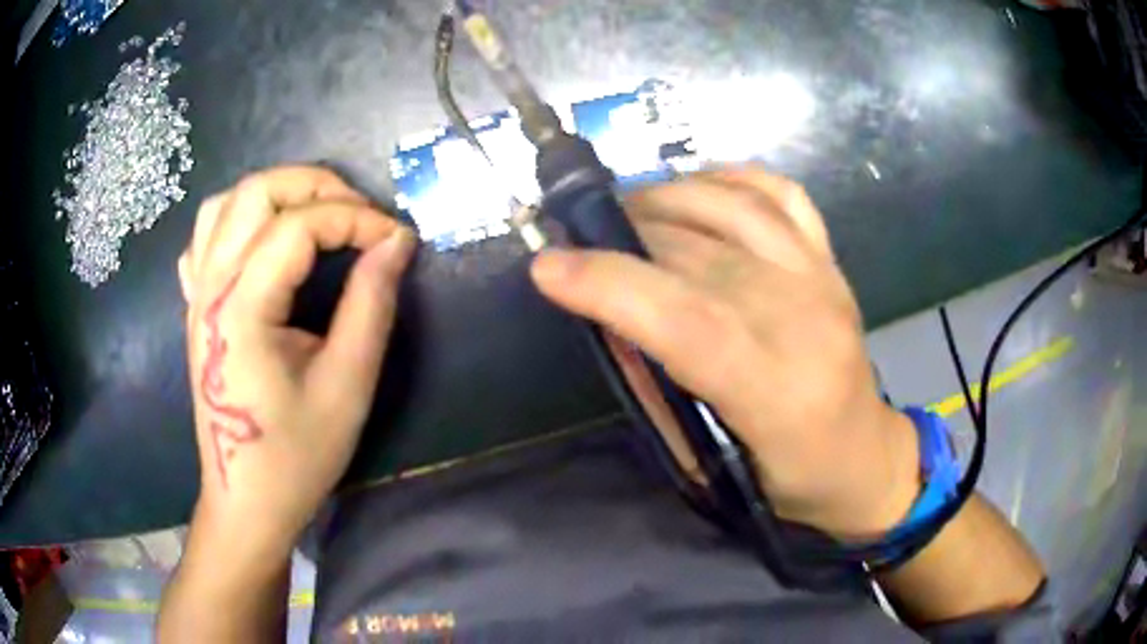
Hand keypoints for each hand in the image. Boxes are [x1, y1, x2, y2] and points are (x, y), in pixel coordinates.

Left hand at [178, 166, 415, 556]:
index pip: (299, 225)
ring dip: (276, 194)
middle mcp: (210, 287)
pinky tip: (263, 242)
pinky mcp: (195, 307)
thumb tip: (397, 242)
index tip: (397, 240)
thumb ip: (371, 304)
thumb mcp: (347, 385)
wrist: (245, 499)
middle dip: (316, 185)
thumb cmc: (296, 455)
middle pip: (255, 191)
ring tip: (316, 216)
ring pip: (225, 204)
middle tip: (359, 214)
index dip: (356, 218)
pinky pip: (206, 238)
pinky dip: (239, 220)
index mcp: (241, 308)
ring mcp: (196, 294)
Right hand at [530, 168, 918, 537]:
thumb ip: (656, 387)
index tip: (548, 266)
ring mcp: (823, 278)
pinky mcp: (831, 260)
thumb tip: (608, 316)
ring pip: (734, 205)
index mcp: (777, 392)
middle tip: (578, 237)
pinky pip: (778, 192)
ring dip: (666, 196)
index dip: (611, 284)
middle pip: (701, 252)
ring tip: (626, 212)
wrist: (865, 457)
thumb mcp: (709, 462)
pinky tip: (695, 190)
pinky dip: (728, 178)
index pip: (687, 319)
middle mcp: (806, 320)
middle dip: (623, 235)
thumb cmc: (788, 479)